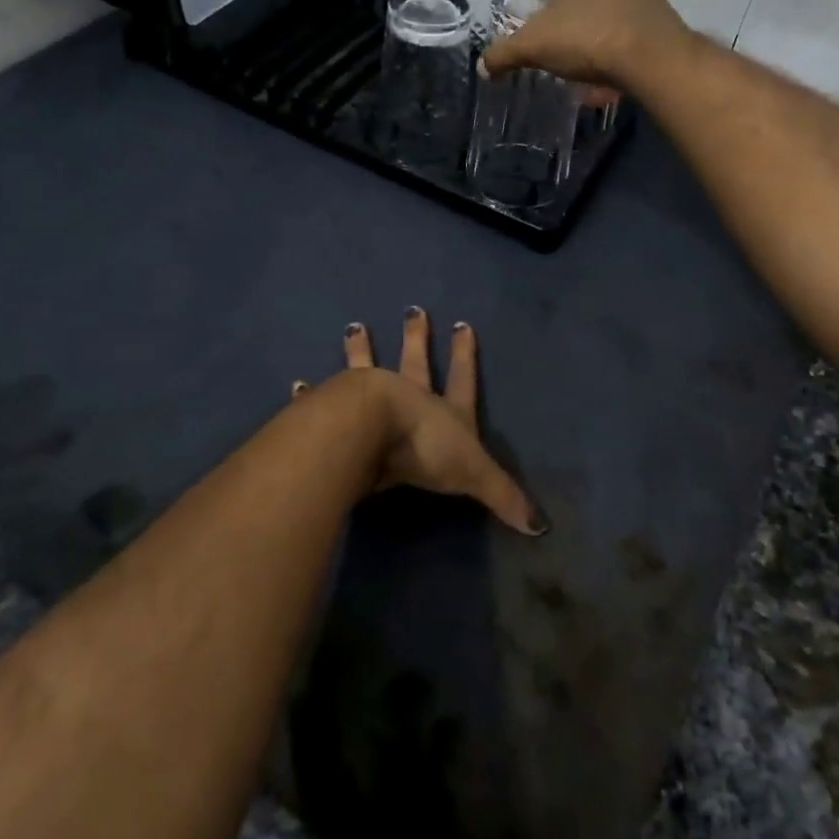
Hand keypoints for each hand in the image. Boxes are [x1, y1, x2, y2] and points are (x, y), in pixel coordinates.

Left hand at [292, 309, 547, 535]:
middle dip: (416, 338)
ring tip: (352, 326)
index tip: (464, 325)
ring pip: (365, 367)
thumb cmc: (425, 449)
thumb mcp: (472, 474)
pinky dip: (308, 394)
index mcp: (441, 410)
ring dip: (360, 348)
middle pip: (413, 363)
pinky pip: (319, 400)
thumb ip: (503, 497)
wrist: (372, 432)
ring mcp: (368, 399)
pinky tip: (296, 384)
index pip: (461, 381)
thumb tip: (542, 528)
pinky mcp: (336, 411)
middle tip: (413, 310)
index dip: (465, 357)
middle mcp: (406, 397)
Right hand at [480, 0, 693, 89]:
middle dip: (572, 8)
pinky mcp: (662, 21)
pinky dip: (619, 51)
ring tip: (584, 65)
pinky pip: (632, 33)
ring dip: (597, 31)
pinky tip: (610, 80)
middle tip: (558, 36)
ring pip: (611, 9)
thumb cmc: (585, 39)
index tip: (540, 3)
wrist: (652, 58)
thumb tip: (483, 66)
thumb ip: (504, 54)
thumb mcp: (533, 47)